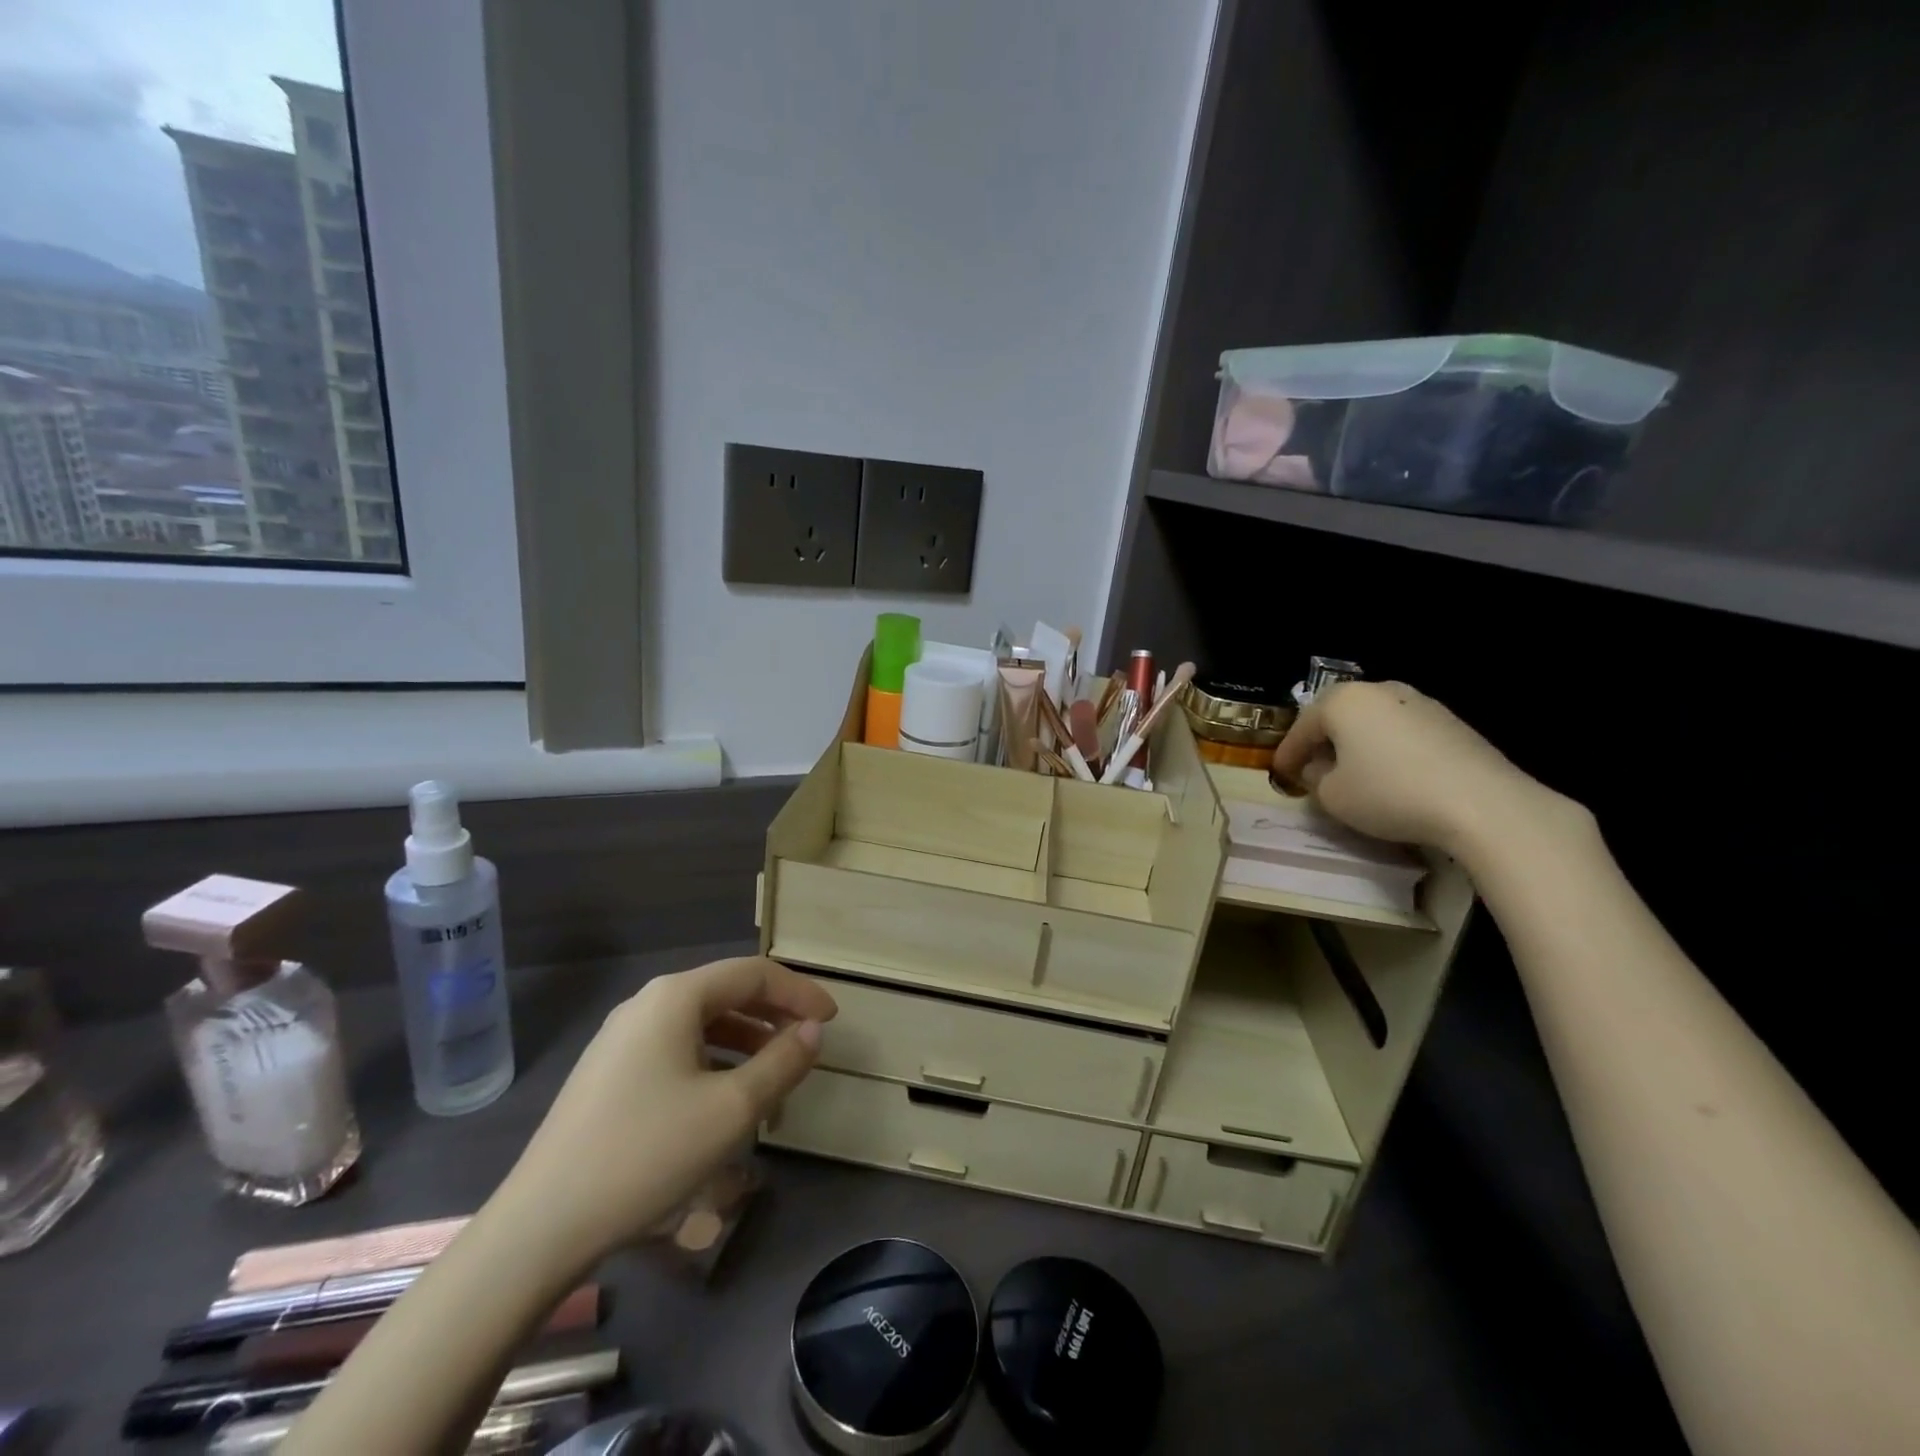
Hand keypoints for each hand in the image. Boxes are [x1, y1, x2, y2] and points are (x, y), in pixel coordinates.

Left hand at [503, 956, 836, 1261]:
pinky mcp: (608, 1073)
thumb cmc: (648, 1153)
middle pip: (726, 992)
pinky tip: (724, 1096)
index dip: (799, 992)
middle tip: (808, 1042)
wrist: (542, 1225)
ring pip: (701, 1023)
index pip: (754, 974)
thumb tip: (813, 1031)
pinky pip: (676, 1048)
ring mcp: (621, 1038)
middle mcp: (647, 1004)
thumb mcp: (732, 1109)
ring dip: (745, 1039)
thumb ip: (782, 1062)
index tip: (832, 1020)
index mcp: (676, 997)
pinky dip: (713, 1059)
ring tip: (774, 1073)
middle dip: (773, 1014)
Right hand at [1269, 680, 1563, 856]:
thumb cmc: (1390, 794)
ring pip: (1373, 722)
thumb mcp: (1332, 796)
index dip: (1287, 754)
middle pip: (1338, 717)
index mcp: (1343, 701)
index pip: (1302, 728)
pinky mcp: (1451, 722)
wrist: (1482, 804)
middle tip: (1313, 768)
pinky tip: (1392, 775)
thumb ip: (1316, 778)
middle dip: (1323, 741)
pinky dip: (1389, 750)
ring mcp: (1420, 702)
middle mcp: (1380, 690)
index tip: (1279, 773)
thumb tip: (1321, 769)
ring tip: (1354, 772)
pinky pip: (1403, 733)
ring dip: (1358, 744)